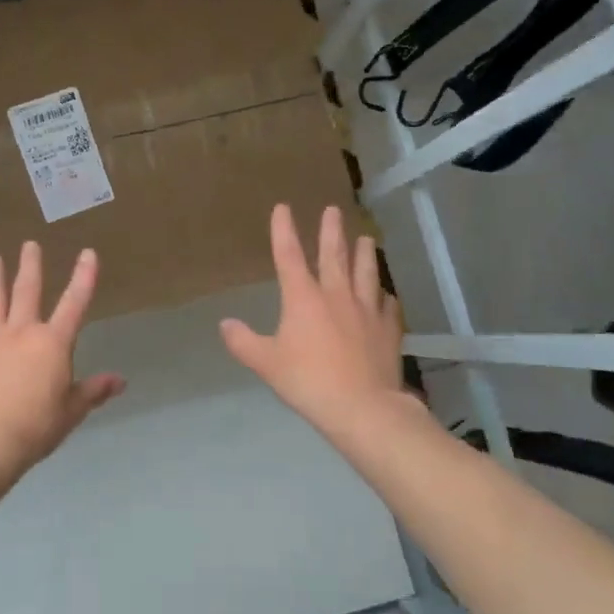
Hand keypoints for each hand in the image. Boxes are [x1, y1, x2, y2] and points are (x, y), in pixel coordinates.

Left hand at [0, 242, 124, 484]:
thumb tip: (120, 380)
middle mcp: (21, 333)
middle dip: (30, 266)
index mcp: (52, 343)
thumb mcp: (72, 411)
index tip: (88, 252)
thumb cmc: (36, 426)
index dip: (83, 277)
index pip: (74, 304)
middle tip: (29, 244)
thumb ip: (93, 391)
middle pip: (27, 292)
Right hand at [221, 204, 407, 437]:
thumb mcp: (266, 363)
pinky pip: (388, 306)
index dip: (284, 230)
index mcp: (303, 298)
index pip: (290, 256)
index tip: (283, 207)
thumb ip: (243, 342)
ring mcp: (367, 310)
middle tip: (334, 210)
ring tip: (367, 239)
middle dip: (331, 231)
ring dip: (365, 254)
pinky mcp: (388, 329)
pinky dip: (385, 298)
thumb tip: (224, 324)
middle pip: (334, 255)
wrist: (362, 407)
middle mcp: (336, 295)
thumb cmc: (308, 381)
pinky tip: (386, 296)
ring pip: (366, 273)